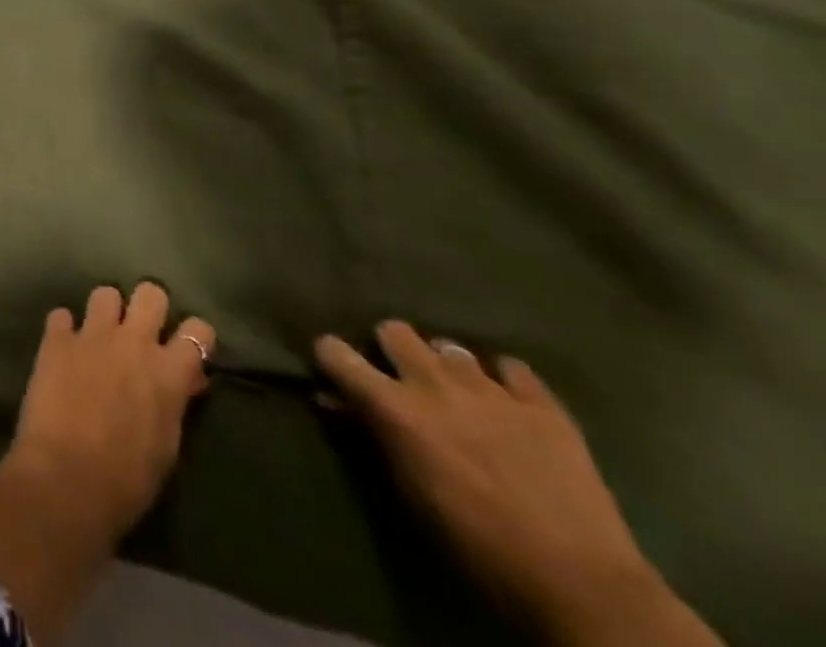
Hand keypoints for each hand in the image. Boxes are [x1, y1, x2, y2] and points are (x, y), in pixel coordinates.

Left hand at [11, 283, 215, 539]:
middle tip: (141, 329)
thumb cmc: (127, 478)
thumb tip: (186, 379)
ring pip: (104, 293)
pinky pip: (61, 316)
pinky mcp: (55, 338)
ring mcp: (91, 334)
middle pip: (151, 292)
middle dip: (148, 306)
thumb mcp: (167, 445)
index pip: (198, 330)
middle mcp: (133, 341)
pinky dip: (63, 330)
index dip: (195, 335)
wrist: (67, 477)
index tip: (187, 346)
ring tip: (99, 336)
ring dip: (105, 312)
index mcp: (168, 371)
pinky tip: (62, 348)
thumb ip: (175, 402)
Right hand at [315, 322, 719, 646]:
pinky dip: (505, 383)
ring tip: (460, 394)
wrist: (584, 586)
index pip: (335, 352)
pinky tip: (510, 406)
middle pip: (394, 329)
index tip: (337, 370)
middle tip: (404, 380)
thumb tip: (334, 401)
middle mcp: (434, 383)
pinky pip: (512, 369)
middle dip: (392, 349)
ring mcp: (492, 389)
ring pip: (451, 346)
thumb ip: (371, 437)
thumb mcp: (410, 495)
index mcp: (396, 407)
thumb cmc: (479, 546)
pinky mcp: (542, 404)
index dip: (332, 357)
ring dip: (447, 366)